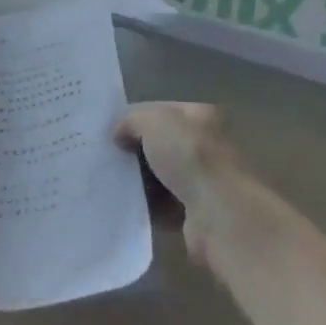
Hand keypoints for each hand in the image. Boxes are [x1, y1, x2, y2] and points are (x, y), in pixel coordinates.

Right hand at [114, 102, 253, 264]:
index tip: (109, 132)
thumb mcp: (153, 121)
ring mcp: (203, 181)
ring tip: (110, 182)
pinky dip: (146, 206)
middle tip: (106, 158)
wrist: (219, 213)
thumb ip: (131, 120)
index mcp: (200, 117)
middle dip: (134, 152)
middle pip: (159, 145)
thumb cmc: (189, 156)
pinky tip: (126, 204)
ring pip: (159, 177)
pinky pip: (162, 206)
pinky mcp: (196, 213)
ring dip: (138, 181)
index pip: (160, 111)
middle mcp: (205, 146)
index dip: (134, 119)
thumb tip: (119, 134)